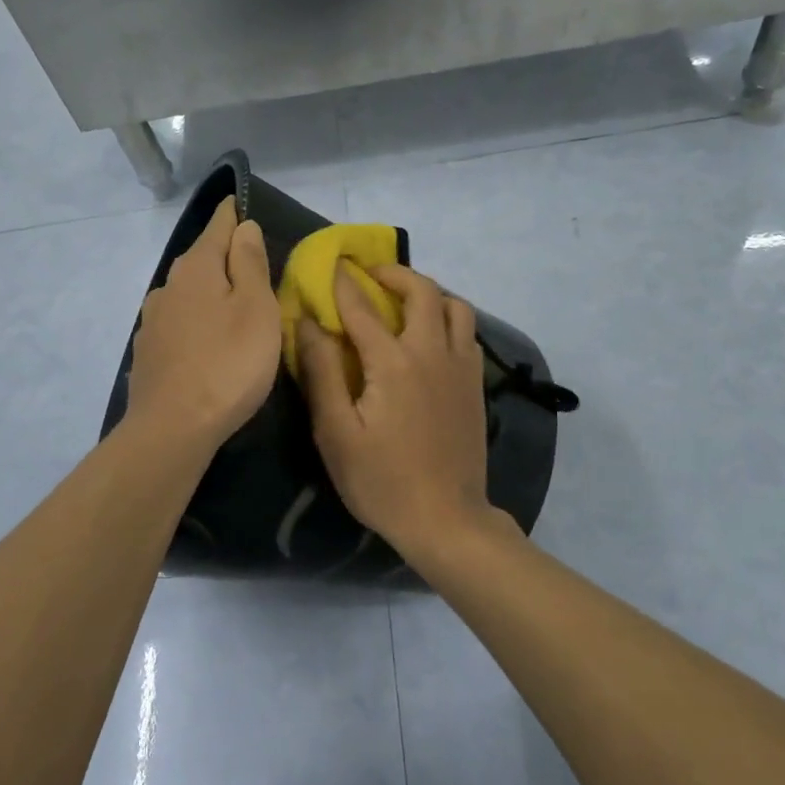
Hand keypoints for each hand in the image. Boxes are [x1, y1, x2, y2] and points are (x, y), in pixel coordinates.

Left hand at [124, 197, 281, 452]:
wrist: (172, 429)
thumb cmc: (228, 364)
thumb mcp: (255, 308)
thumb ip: (250, 263)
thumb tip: (244, 226)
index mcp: (196, 268)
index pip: (219, 226)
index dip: (235, 215)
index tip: (245, 205)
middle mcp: (168, 286)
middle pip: (202, 260)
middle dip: (226, 258)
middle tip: (256, 268)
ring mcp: (153, 321)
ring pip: (188, 294)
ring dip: (210, 294)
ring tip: (235, 309)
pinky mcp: (148, 352)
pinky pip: (179, 324)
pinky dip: (196, 324)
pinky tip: (207, 343)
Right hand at [297, 264, 497, 562]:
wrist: (446, 520)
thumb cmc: (381, 480)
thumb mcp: (336, 433)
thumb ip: (321, 372)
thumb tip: (308, 323)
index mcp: (393, 362)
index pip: (362, 308)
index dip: (343, 283)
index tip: (330, 264)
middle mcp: (432, 352)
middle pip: (422, 291)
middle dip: (394, 274)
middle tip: (371, 275)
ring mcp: (461, 367)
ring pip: (455, 307)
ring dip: (428, 293)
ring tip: (404, 302)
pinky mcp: (476, 385)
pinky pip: (467, 333)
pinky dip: (448, 320)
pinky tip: (430, 337)